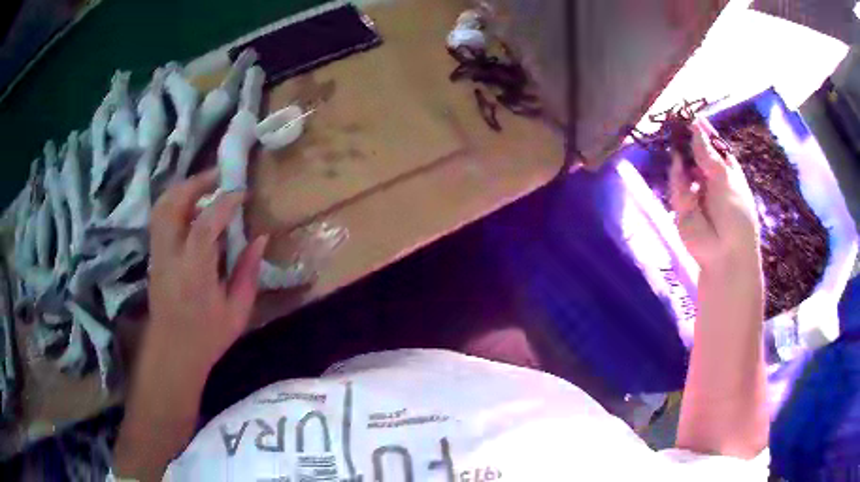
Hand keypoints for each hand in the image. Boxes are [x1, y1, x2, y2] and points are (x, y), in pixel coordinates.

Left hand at [147, 169, 266, 375]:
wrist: (173, 351)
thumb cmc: (208, 336)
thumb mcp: (238, 311)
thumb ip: (249, 272)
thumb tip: (261, 237)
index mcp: (194, 274)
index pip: (204, 226)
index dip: (223, 203)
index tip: (242, 192)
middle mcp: (170, 257)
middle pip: (172, 205)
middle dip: (196, 183)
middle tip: (219, 176)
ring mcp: (158, 254)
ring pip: (162, 207)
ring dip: (183, 190)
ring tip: (206, 186)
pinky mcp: (154, 255)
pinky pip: (160, 217)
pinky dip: (176, 203)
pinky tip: (192, 207)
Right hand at [670, 118, 759, 271]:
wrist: (725, 254)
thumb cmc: (735, 215)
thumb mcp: (726, 179)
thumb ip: (708, 155)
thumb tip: (695, 127)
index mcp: (726, 170)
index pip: (713, 145)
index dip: (703, 130)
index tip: (691, 114)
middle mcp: (710, 177)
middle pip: (694, 152)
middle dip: (685, 139)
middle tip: (675, 122)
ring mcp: (695, 190)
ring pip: (683, 166)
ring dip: (680, 156)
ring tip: (675, 141)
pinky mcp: (682, 204)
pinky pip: (676, 185)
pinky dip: (678, 179)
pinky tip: (680, 172)